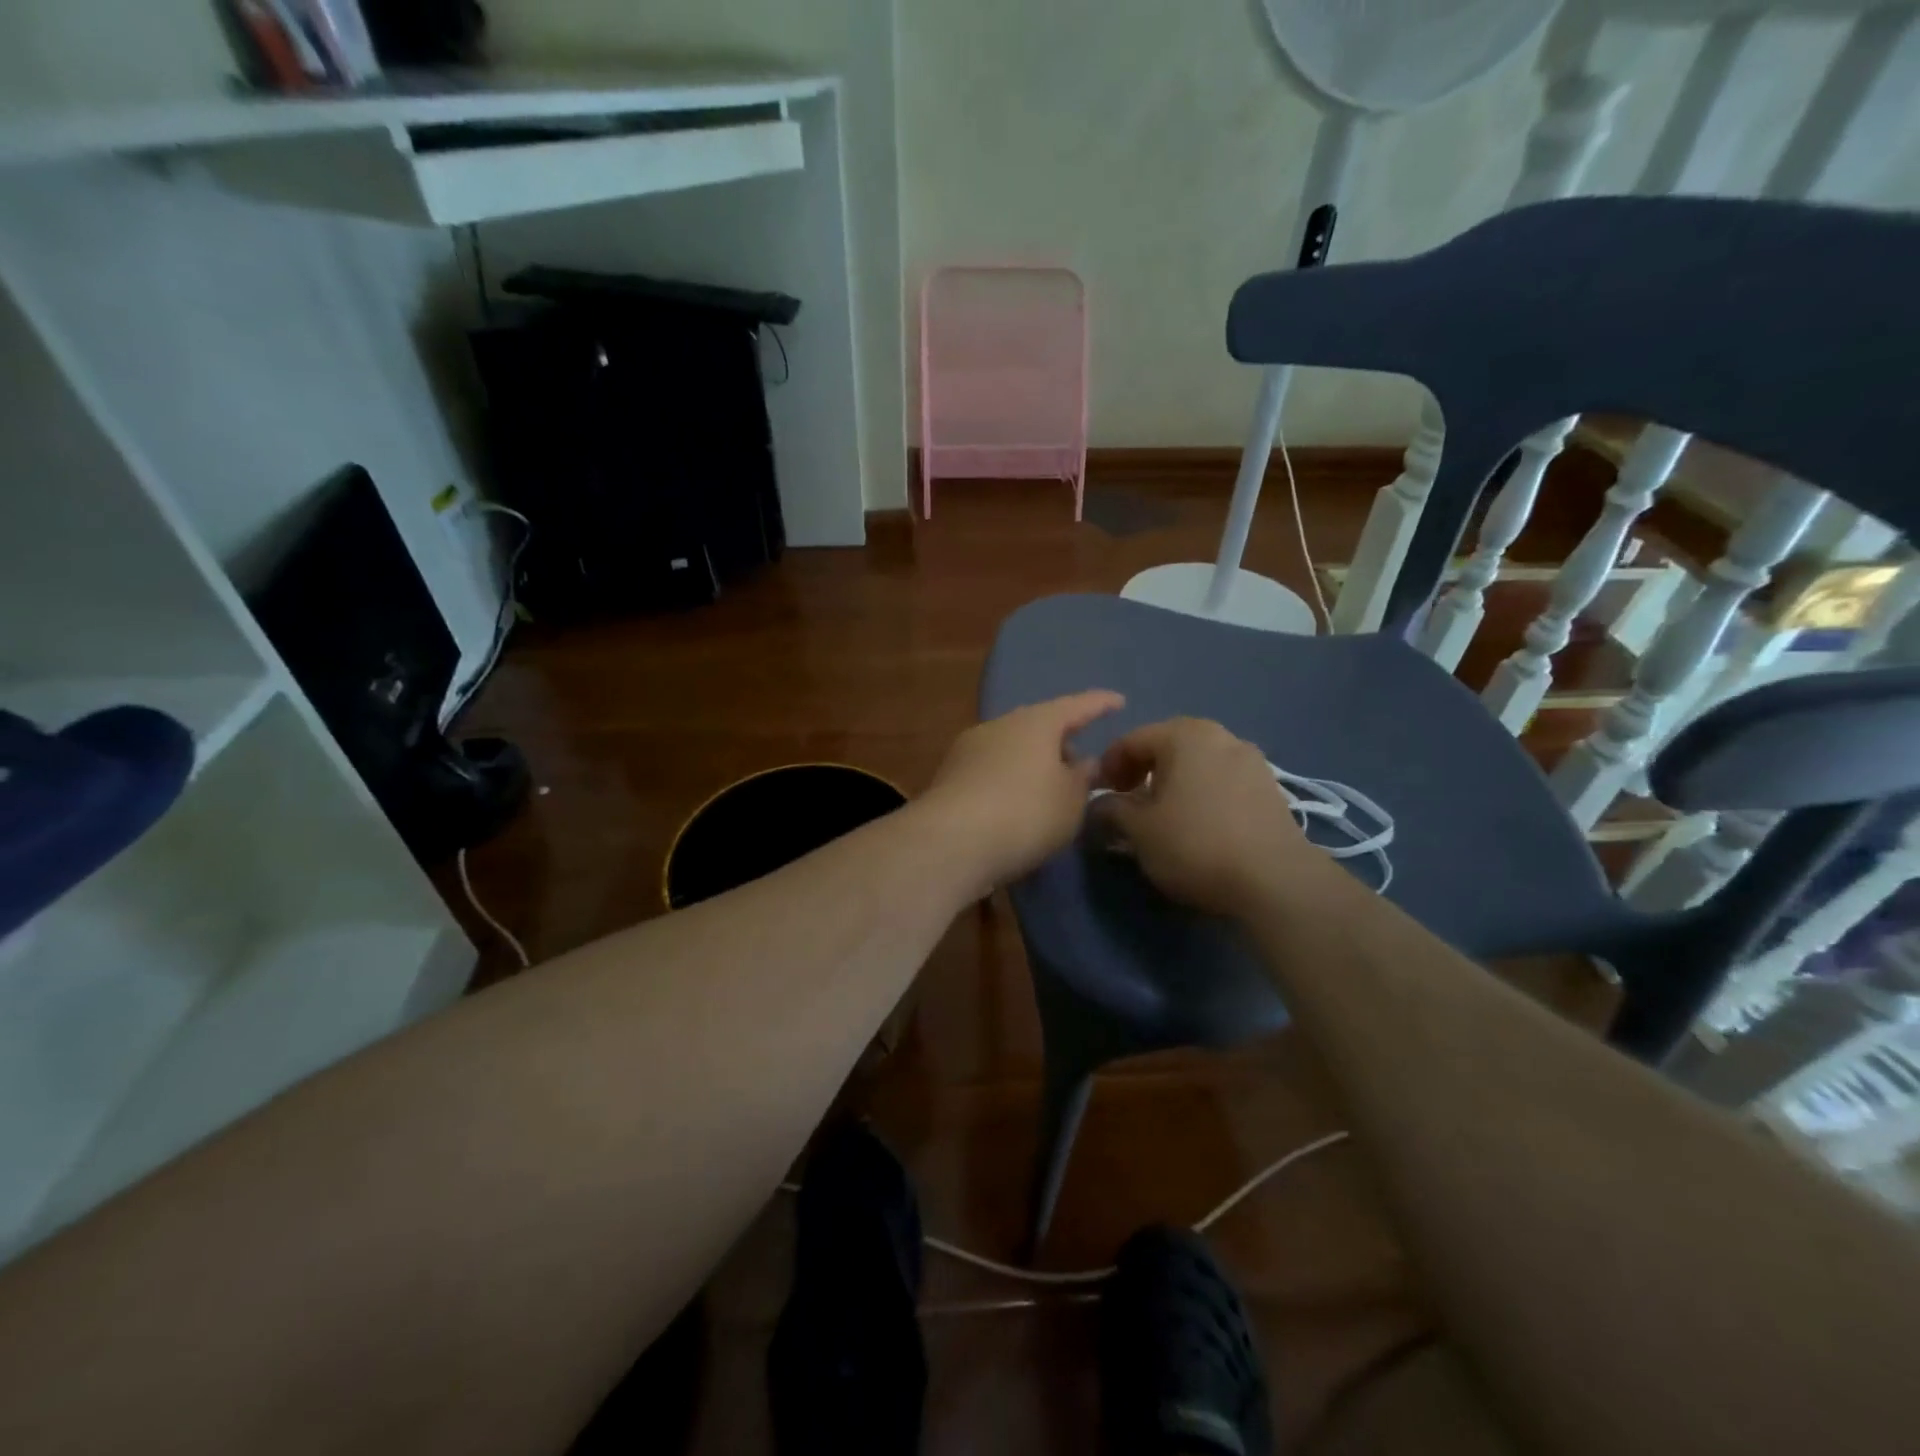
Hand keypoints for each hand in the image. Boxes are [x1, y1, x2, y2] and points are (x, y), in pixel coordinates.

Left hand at [922, 691, 1123, 894]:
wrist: (949, 842)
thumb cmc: (1025, 813)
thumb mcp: (1071, 801)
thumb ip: (1083, 778)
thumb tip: (1084, 762)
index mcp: (1036, 722)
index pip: (1076, 705)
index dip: (1099, 704)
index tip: (1118, 701)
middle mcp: (1000, 725)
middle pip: (1038, 725)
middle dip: (1060, 740)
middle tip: (1080, 762)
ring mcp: (969, 749)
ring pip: (1012, 747)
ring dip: (1033, 762)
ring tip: (1049, 789)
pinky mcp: (949, 777)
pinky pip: (992, 770)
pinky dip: (1010, 780)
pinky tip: (1016, 804)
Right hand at [1093, 717, 1324, 917]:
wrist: (1274, 880)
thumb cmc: (1194, 844)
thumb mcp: (1138, 830)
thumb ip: (1112, 809)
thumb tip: (1102, 804)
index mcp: (1183, 735)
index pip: (1132, 740)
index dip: (1108, 765)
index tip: (1100, 794)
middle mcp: (1220, 735)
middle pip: (1167, 744)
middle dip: (1142, 769)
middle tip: (1128, 799)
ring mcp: (1250, 759)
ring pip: (1197, 761)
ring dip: (1174, 780)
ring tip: (1164, 813)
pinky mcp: (1270, 786)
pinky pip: (1222, 778)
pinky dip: (1202, 791)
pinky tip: (1198, 822)